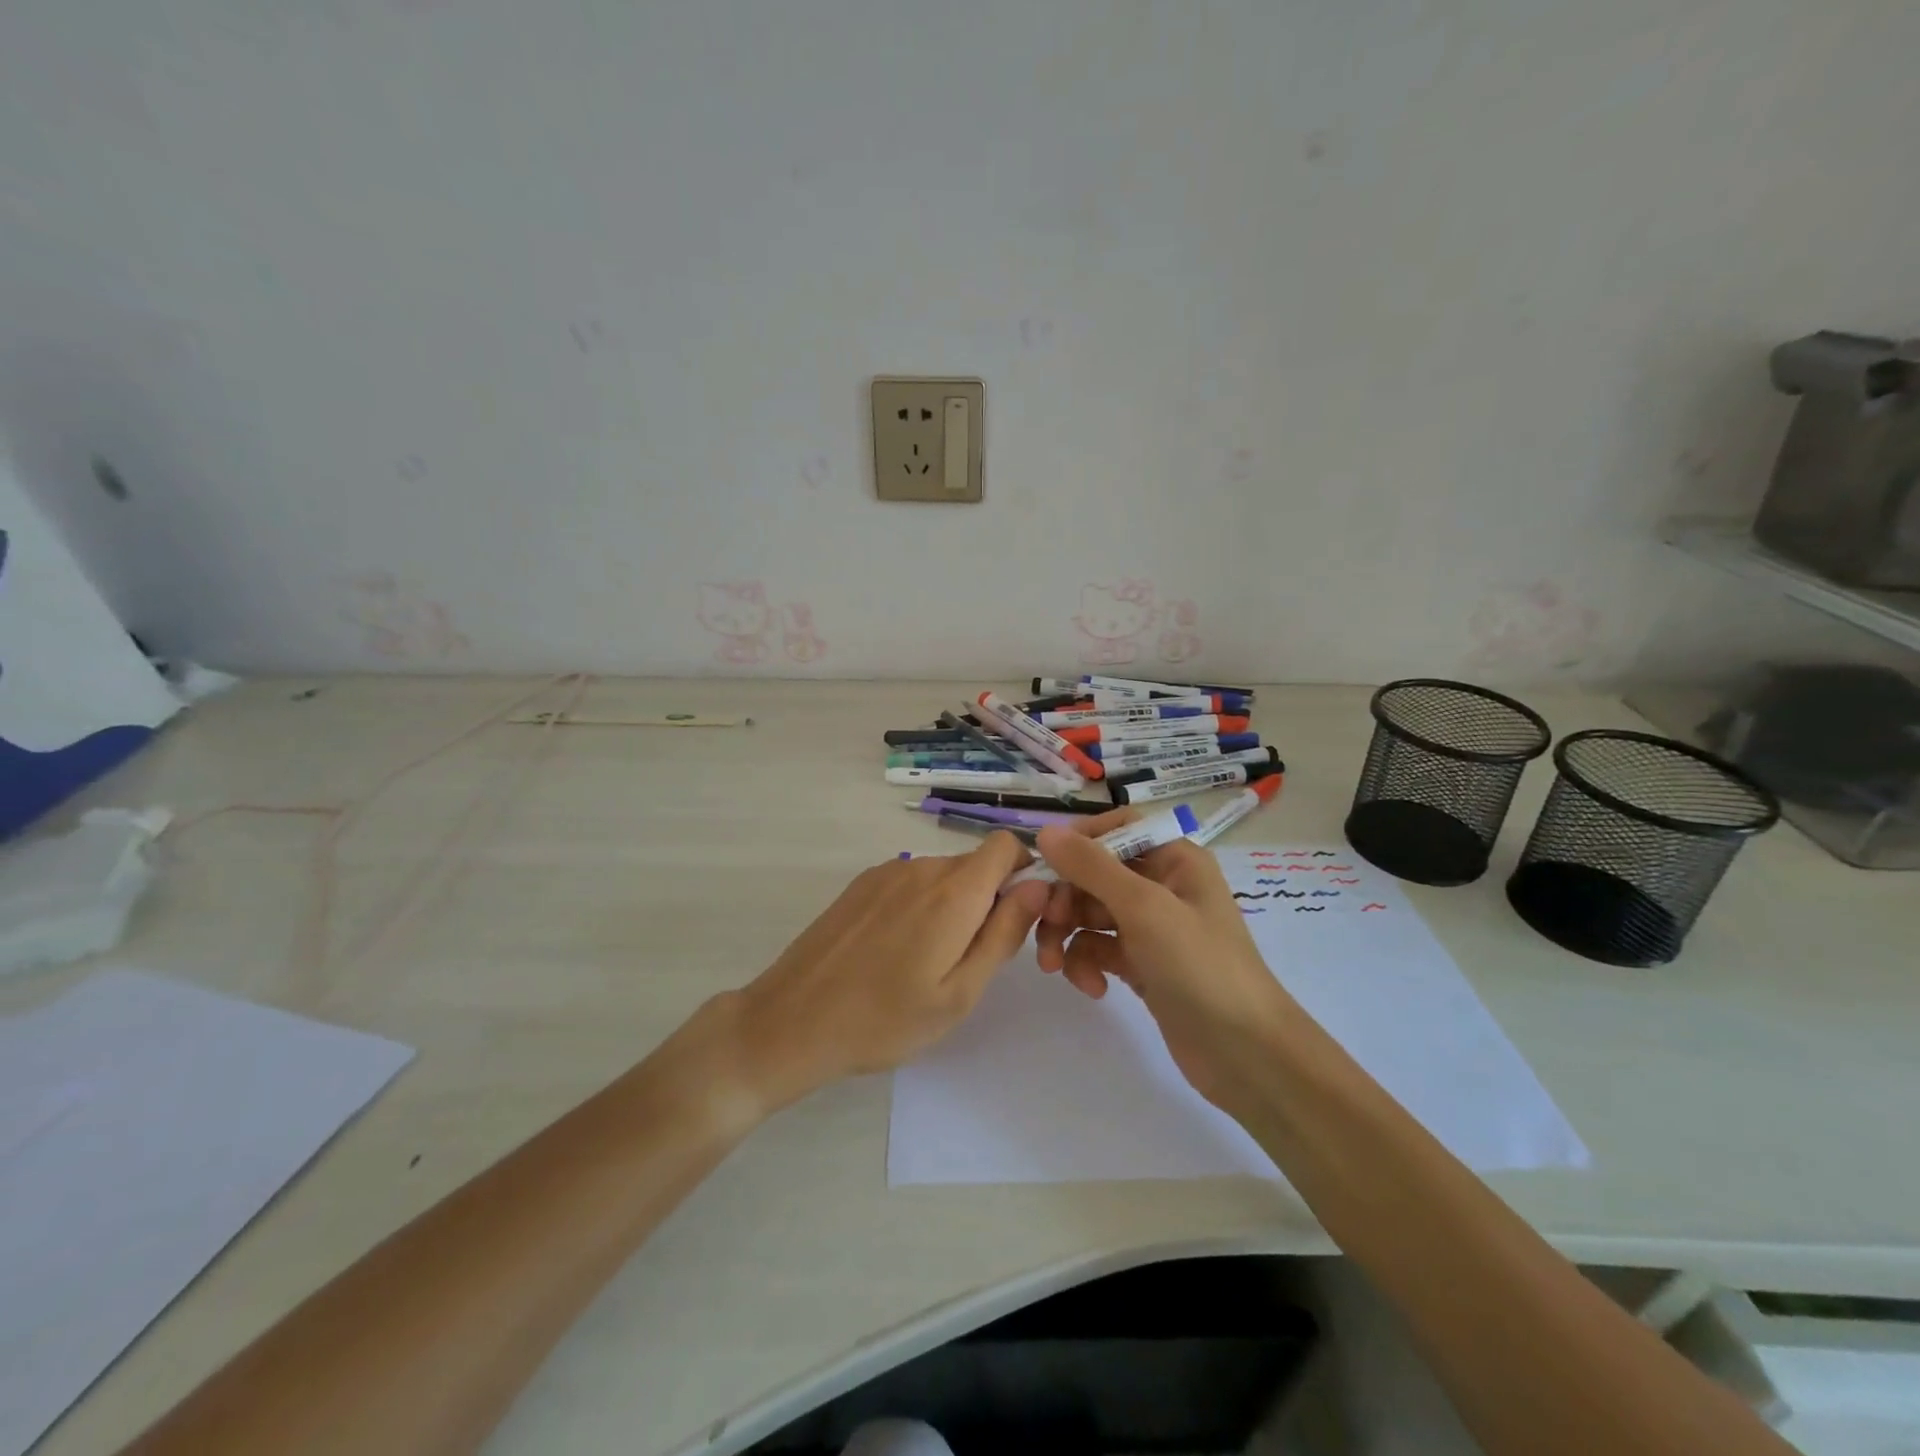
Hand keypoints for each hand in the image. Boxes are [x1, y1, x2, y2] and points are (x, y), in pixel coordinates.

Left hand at [728, 834, 1050, 1113]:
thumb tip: (1038, 887)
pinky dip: (921, 906)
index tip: (1017, 917)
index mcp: (953, 892)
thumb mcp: (960, 993)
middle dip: (989, 898)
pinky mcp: (861, 884)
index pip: (1005, 845)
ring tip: (929, 962)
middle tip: (972, 958)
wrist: (792, 1021)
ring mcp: (886, 872)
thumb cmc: (885, 1019)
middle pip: (975, 864)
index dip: (1023, 872)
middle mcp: (921, 867)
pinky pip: (910, 882)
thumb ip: (1004, 934)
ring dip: (953, 905)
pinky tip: (896, 952)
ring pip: (942, 875)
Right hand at [1033, 814, 1300, 1115]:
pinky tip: (1093, 988)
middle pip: (1094, 873)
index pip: (1118, 828)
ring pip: (1090, 913)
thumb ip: (1091, 867)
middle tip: (1045, 924)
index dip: (1079, 841)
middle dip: (1065, 898)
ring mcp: (1151, 928)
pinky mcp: (1141, 965)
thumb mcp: (1144, 908)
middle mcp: (1162, 886)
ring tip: (1054, 966)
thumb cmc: (1200, 966)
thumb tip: (1045, 832)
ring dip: (1066, 935)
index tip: (1045, 863)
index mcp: (1174, 859)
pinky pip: (1098, 949)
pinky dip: (1087, 964)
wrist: (1245, 1053)